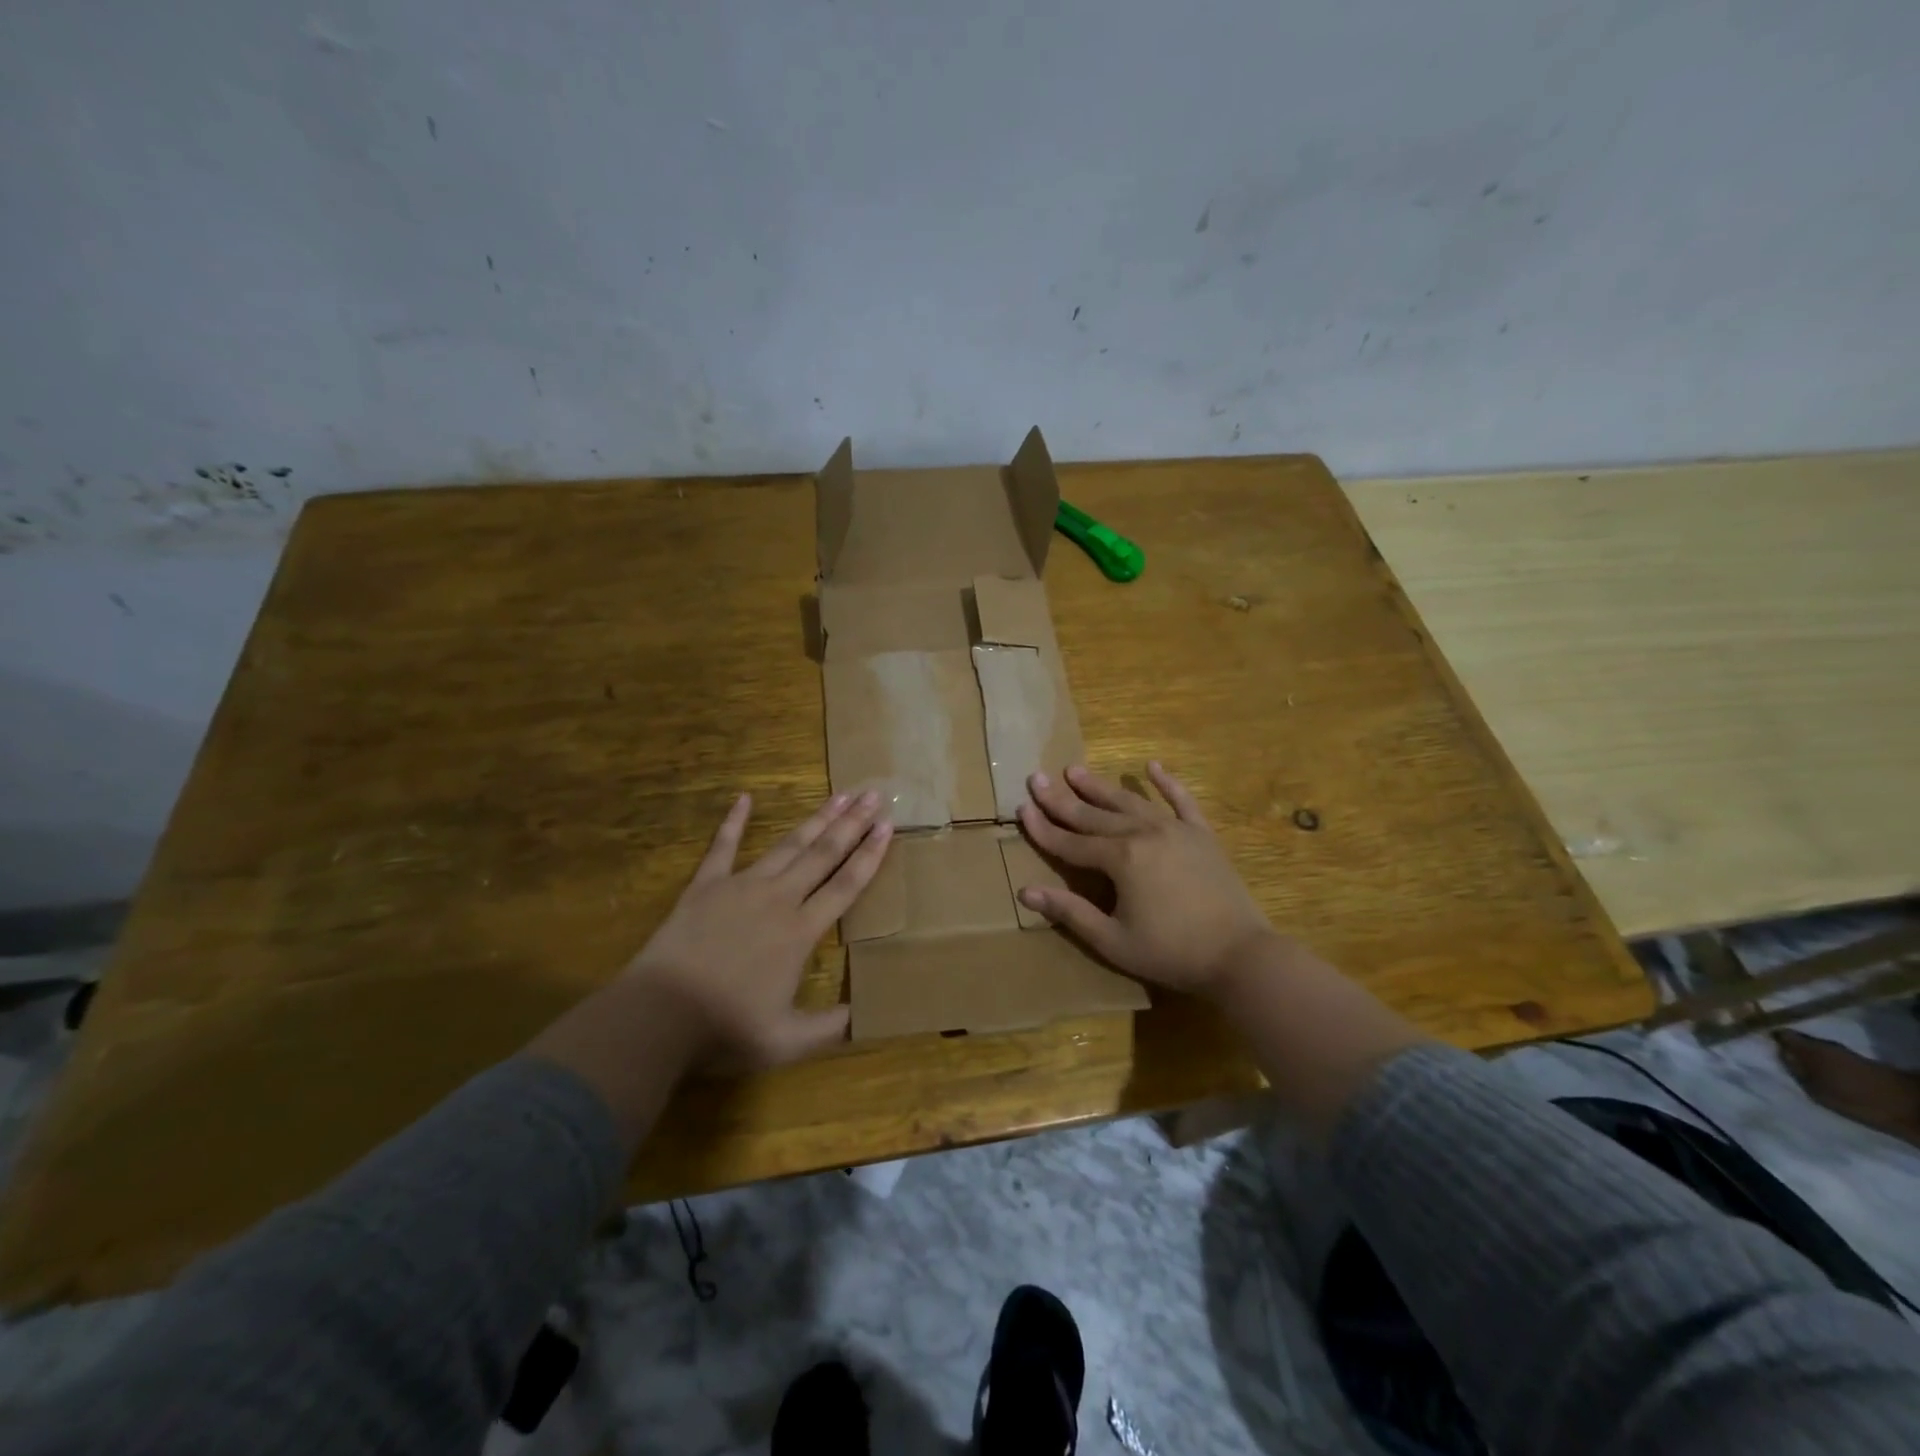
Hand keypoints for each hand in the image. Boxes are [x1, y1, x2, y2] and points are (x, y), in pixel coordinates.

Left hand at [627, 788, 891, 1068]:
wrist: (658, 1016)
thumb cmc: (724, 1029)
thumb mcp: (786, 1041)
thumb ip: (829, 1028)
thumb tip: (864, 1015)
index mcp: (800, 932)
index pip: (846, 886)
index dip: (870, 855)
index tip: (888, 826)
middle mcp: (778, 899)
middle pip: (823, 854)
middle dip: (851, 823)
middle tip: (874, 795)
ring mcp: (740, 887)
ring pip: (787, 846)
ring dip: (815, 819)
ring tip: (839, 795)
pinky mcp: (705, 887)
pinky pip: (722, 847)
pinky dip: (734, 822)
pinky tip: (744, 799)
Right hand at [1015, 762, 1278, 996]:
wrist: (1240, 955)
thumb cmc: (1171, 953)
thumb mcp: (1112, 940)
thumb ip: (1069, 912)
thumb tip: (1026, 892)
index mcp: (1120, 859)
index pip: (1070, 841)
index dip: (1043, 828)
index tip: (1020, 807)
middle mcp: (1143, 834)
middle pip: (1094, 815)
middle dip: (1062, 799)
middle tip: (1037, 778)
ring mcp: (1175, 830)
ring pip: (1129, 802)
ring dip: (1100, 787)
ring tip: (1074, 770)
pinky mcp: (1201, 835)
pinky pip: (1181, 801)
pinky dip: (1165, 783)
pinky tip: (1151, 767)